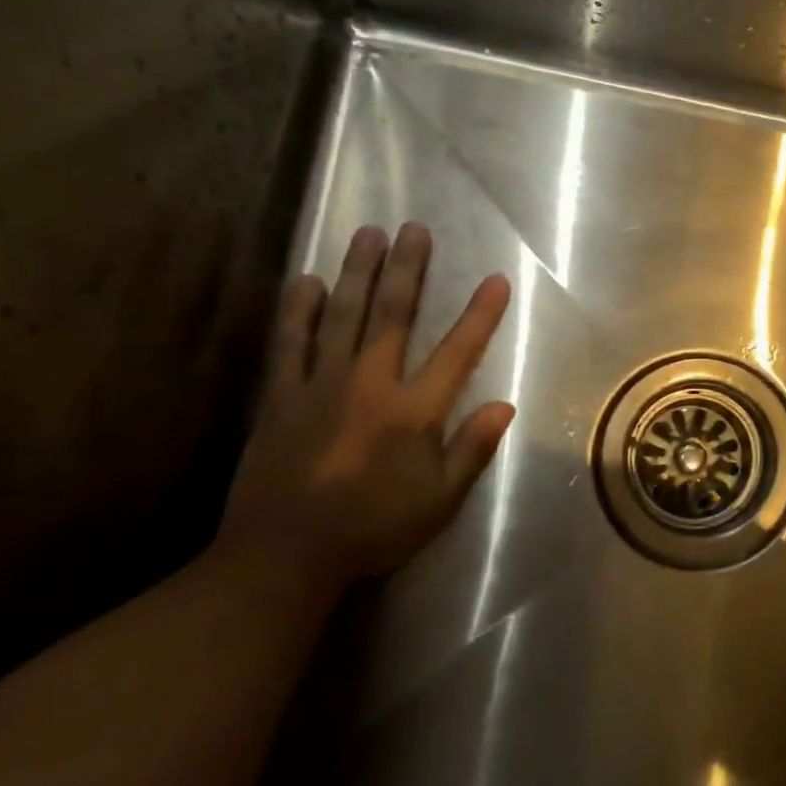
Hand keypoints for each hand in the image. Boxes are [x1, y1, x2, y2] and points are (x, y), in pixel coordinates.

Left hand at [216, 222, 514, 592]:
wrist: (283, 556)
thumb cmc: (373, 528)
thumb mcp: (439, 501)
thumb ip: (472, 449)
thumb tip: (505, 405)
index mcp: (413, 412)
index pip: (457, 352)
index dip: (480, 314)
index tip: (496, 279)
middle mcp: (369, 385)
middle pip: (392, 316)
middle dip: (408, 270)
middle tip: (415, 229)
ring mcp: (319, 386)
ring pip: (341, 316)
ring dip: (357, 273)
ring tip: (367, 233)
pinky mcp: (280, 397)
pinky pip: (290, 343)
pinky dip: (298, 310)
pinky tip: (305, 280)